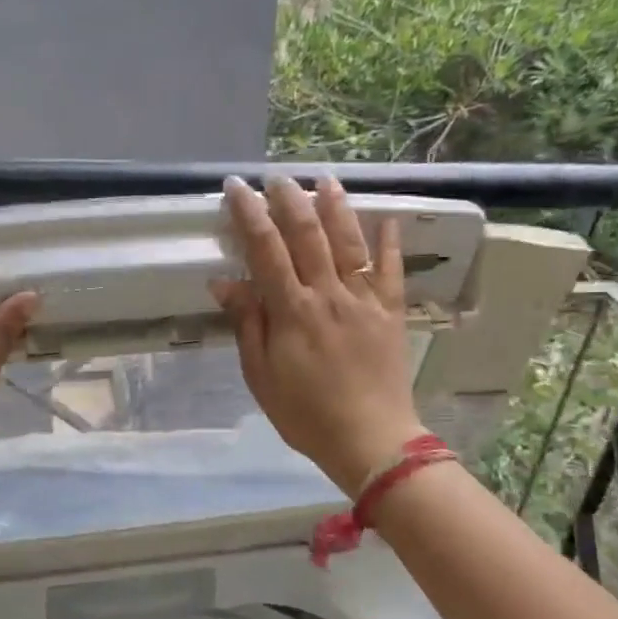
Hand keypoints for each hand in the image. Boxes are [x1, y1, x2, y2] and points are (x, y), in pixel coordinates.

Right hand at [211, 174, 426, 495]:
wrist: (370, 441)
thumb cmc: (306, 414)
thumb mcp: (262, 376)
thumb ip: (248, 324)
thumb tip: (225, 282)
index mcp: (292, 311)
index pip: (265, 250)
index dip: (250, 214)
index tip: (236, 187)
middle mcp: (329, 294)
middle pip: (308, 235)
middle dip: (290, 200)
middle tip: (277, 178)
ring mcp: (365, 301)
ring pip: (349, 242)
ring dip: (336, 207)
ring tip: (325, 179)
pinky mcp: (392, 313)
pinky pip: (392, 270)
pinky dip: (389, 243)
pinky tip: (386, 220)